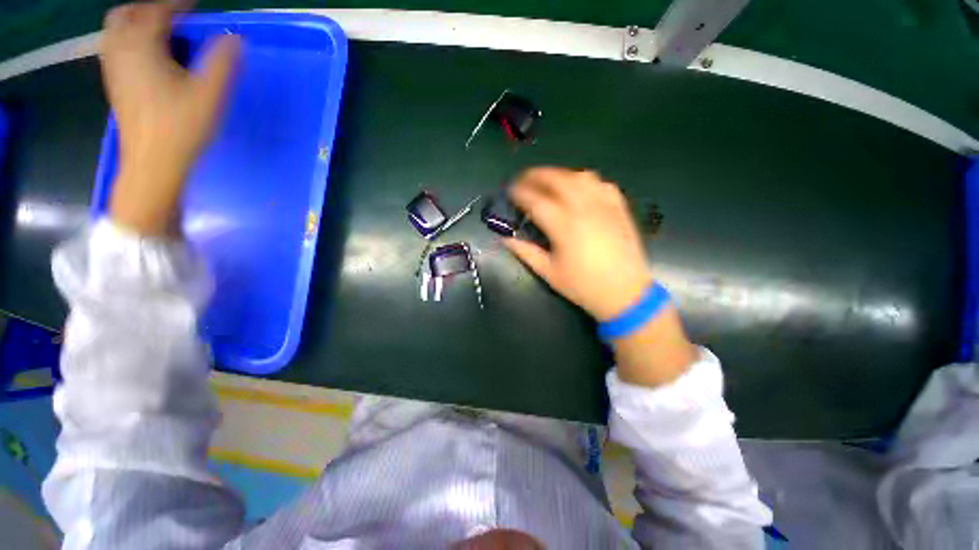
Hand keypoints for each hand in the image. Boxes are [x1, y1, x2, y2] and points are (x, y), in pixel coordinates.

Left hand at [100, 1, 239, 235]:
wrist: (153, 163)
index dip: (178, 5)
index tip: (196, 8)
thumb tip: (235, 38)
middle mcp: (121, 51)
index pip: (157, 11)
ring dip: (138, 25)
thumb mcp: (210, 95)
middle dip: (149, 11)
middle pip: (126, 15)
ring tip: (164, 37)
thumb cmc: (181, 128)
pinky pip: (116, 50)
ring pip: (116, 32)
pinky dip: (131, 43)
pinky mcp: (115, 85)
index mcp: (142, 46)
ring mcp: (114, 69)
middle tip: (174, 21)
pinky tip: (151, 58)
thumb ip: (223, 63)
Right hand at [504, 167, 652, 320]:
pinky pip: (602, 184)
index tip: (510, 191)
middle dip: (536, 175)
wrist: (626, 293)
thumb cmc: (583, 286)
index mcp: (564, 226)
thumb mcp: (549, 273)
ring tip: (548, 181)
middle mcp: (584, 209)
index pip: (536, 201)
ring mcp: (604, 205)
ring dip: (560, 174)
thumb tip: (505, 239)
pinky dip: (586, 181)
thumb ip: (525, 252)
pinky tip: (579, 188)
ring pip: (580, 176)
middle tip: (524, 179)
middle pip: (557, 179)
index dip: (519, 193)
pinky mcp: (619, 208)